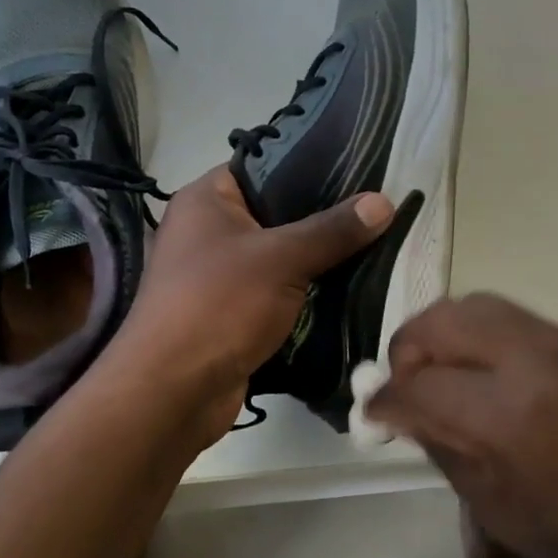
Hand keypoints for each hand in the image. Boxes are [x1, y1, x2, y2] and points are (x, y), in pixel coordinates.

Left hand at [110, 167, 394, 441]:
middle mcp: (209, 231)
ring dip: (319, 259)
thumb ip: (332, 230)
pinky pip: (278, 292)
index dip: (311, 166)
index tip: (363, 169)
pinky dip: (307, 293)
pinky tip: (351, 288)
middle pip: (277, 213)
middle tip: (379, 212)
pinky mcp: (233, 313)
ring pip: (281, 256)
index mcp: (207, 199)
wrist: (173, 392)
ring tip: (377, 246)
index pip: (264, 165)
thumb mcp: (281, 259)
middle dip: (325, 218)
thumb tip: (384, 201)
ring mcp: (219, 275)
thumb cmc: (218, 305)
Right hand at [365, 294, 557, 557]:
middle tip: (405, 384)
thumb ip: (444, 449)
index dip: (384, 399)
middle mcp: (531, 361)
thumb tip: (404, 413)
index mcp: (507, 418)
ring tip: (442, 372)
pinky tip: (485, 371)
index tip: (373, 413)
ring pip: (475, 306)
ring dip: (442, 334)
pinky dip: (480, 335)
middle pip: (440, 322)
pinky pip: (512, 318)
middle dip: (407, 349)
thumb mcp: (501, 512)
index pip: (417, 385)